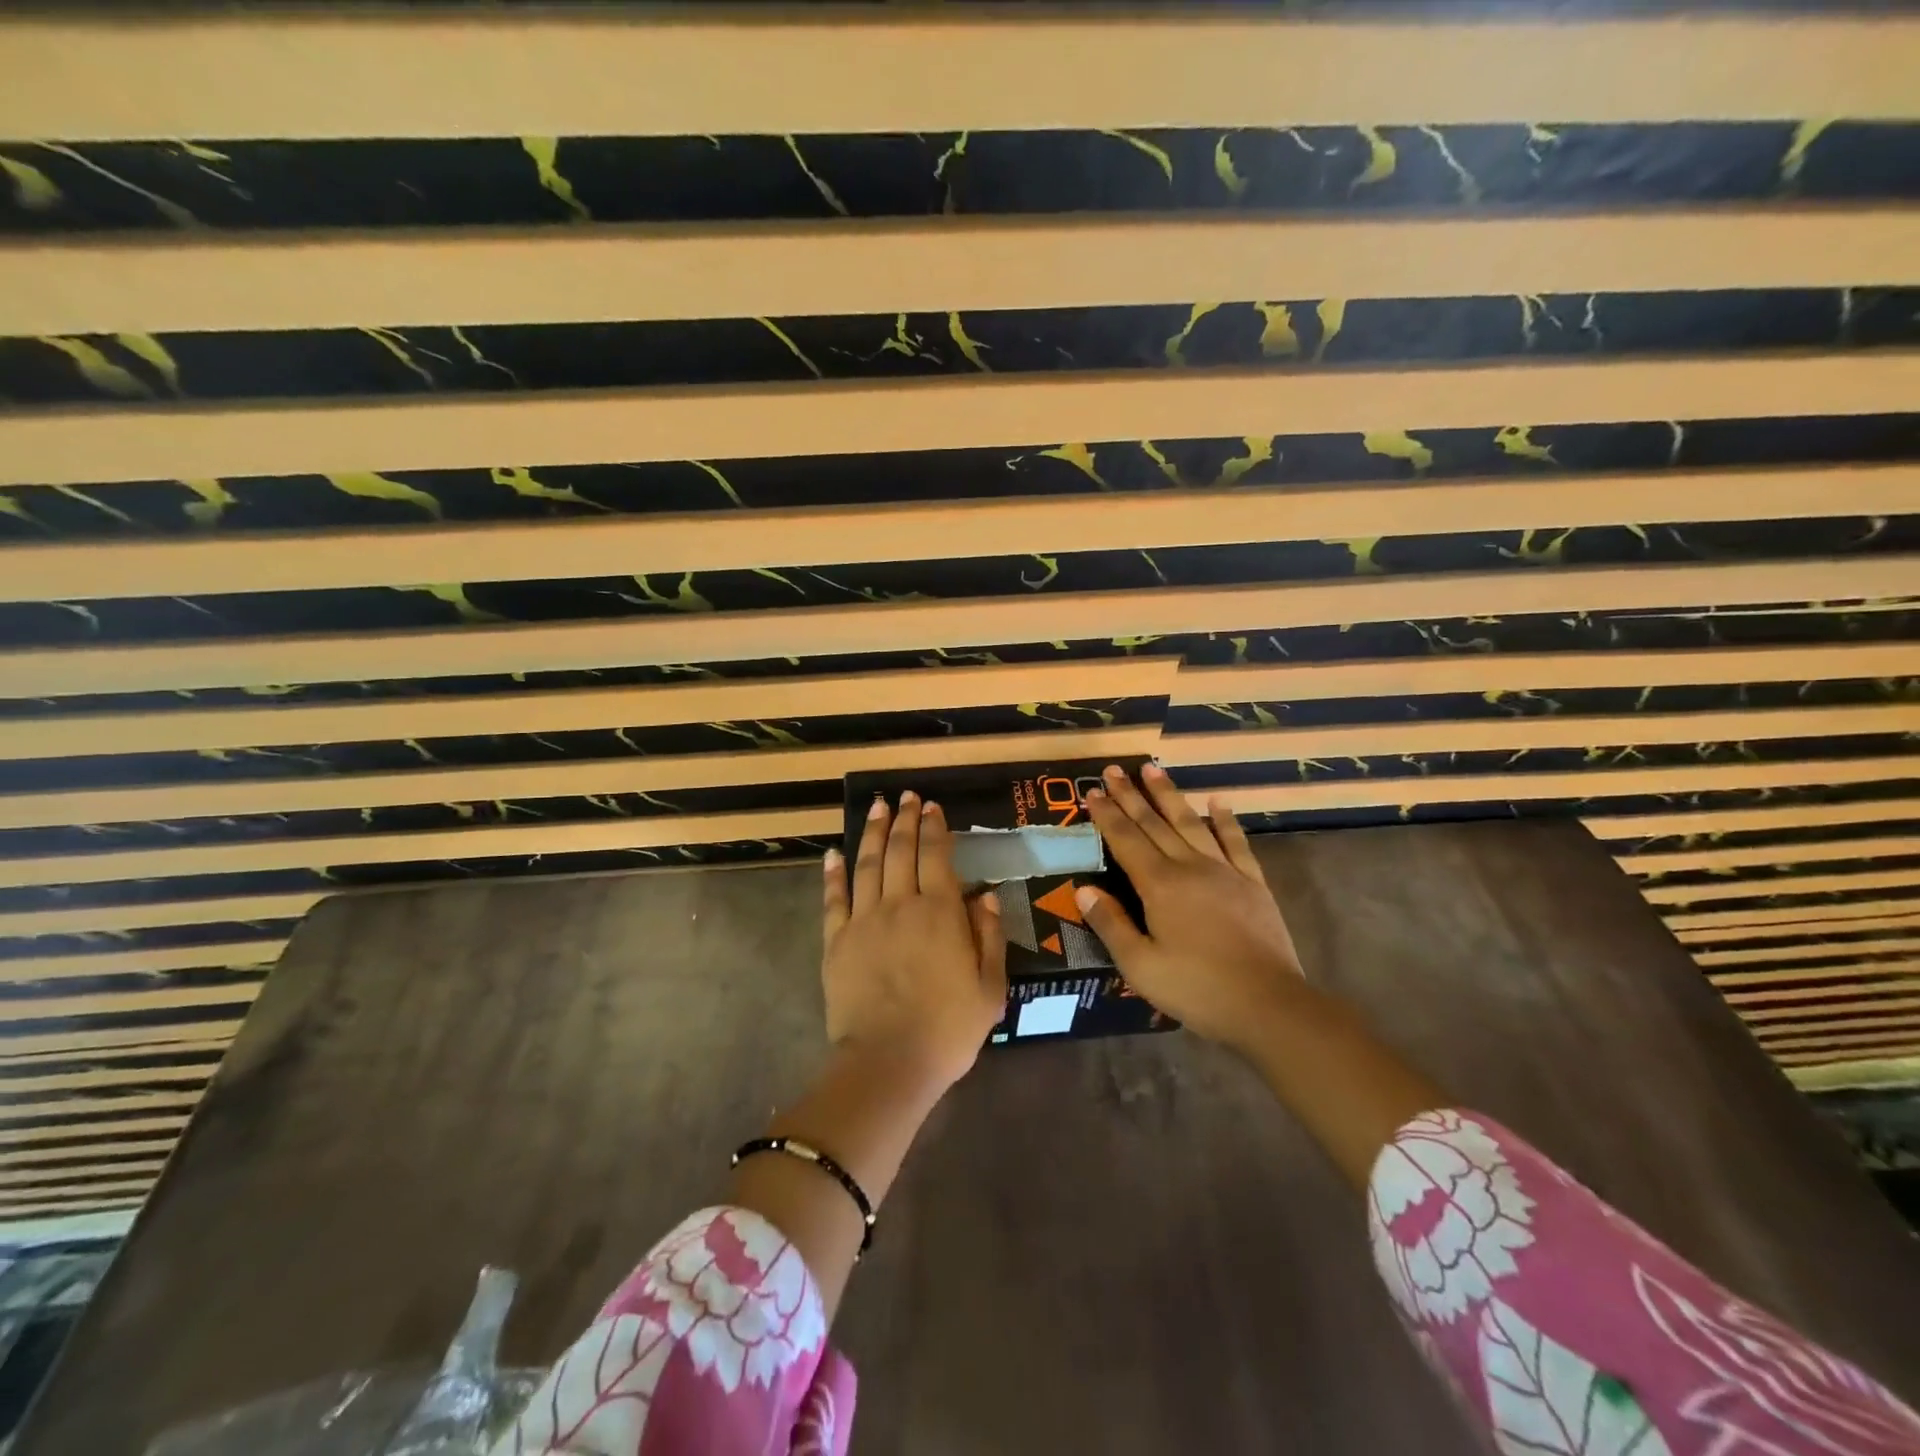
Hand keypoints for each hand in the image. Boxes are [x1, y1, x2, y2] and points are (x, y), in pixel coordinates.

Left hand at [821, 791, 1008, 1089]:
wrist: (888, 1063)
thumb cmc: (947, 1029)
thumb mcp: (989, 989)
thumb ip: (990, 938)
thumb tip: (987, 897)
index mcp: (941, 914)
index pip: (937, 857)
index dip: (935, 828)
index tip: (932, 806)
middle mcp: (902, 905)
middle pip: (901, 851)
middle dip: (905, 819)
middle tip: (906, 797)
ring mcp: (865, 921)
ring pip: (868, 864)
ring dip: (873, 832)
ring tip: (877, 807)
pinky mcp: (837, 941)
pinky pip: (834, 899)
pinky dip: (834, 873)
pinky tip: (834, 853)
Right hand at [1077, 763, 1304, 1052]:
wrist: (1269, 1005)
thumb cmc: (1197, 989)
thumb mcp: (1140, 966)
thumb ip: (1111, 924)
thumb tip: (1082, 889)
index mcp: (1159, 886)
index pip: (1126, 840)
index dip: (1107, 814)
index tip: (1092, 791)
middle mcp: (1189, 867)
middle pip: (1154, 823)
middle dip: (1131, 795)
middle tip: (1113, 769)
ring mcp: (1224, 871)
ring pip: (1190, 822)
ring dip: (1170, 795)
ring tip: (1153, 768)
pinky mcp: (1252, 883)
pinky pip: (1235, 842)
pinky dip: (1225, 819)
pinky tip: (1217, 801)